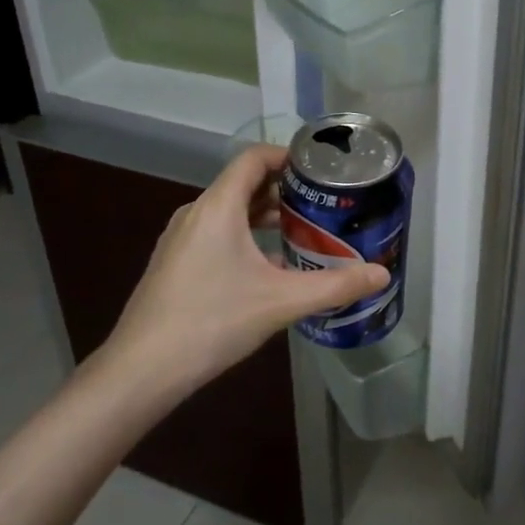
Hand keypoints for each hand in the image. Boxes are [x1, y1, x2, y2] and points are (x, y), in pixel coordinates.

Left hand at [105, 143, 388, 393]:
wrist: (142, 369)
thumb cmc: (213, 321)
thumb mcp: (281, 302)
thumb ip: (335, 286)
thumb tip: (382, 276)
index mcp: (218, 206)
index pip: (253, 158)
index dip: (286, 155)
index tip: (319, 168)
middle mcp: (195, 213)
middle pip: (242, 184)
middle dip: (282, 189)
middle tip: (321, 203)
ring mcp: (179, 239)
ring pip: (228, 211)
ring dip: (263, 215)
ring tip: (300, 232)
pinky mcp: (173, 263)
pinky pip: (214, 233)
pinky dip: (244, 236)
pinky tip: (266, 268)